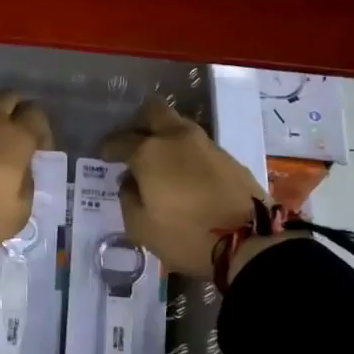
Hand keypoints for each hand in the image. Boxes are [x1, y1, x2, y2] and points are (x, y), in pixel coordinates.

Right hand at [101, 98, 266, 278]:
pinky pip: (198, 145)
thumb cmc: (186, 235)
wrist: (250, 241)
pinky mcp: (228, 157)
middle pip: (154, 111)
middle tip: (133, 142)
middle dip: (139, 122)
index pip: (120, 140)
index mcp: (150, 152)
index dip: (108, 148)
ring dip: (166, 136)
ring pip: (179, 126)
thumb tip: (130, 182)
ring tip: (159, 160)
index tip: (104, 156)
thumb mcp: (141, 228)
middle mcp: (177, 138)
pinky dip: (186, 152)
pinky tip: (183, 173)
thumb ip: (128, 199)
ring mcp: (206, 145)